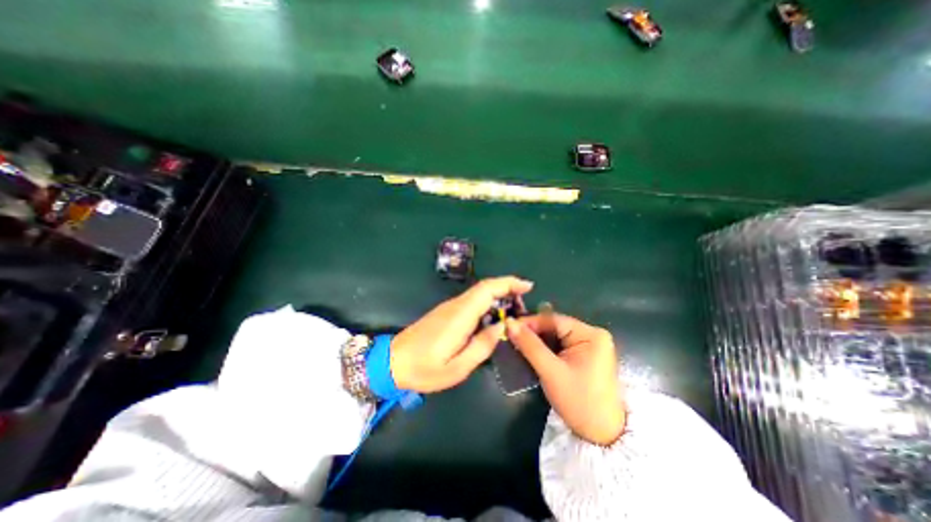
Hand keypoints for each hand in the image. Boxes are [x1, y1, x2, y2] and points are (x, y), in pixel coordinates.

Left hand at [387, 278, 531, 390]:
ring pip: (479, 294)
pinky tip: (493, 319)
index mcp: (460, 315)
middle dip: (508, 290)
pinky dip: (487, 304)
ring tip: (514, 314)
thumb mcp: (458, 367)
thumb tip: (502, 327)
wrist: (392, 361)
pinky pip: (472, 302)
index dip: (508, 283)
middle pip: (485, 288)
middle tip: (524, 305)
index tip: (527, 286)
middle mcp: (456, 305)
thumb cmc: (424, 368)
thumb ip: (482, 346)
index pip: (487, 289)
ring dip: (499, 297)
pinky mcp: (446, 312)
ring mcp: (449, 307)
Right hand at [506, 314, 629, 443]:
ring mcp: (590, 345)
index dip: (530, 322)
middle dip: (533, 332)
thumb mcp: (551, 372)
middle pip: (555, 326)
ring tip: (517, 343)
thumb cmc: (579, 402)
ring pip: (556, 336)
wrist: (603, 436)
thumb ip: (530, 346)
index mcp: (591, 334)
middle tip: (510, 336)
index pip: (554, 320)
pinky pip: (561, 345)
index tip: (509, 326)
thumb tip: (509, 324)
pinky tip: (532, 352)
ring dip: (537, 340)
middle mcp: (593, 334)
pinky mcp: (586, 355)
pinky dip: (546, 348)